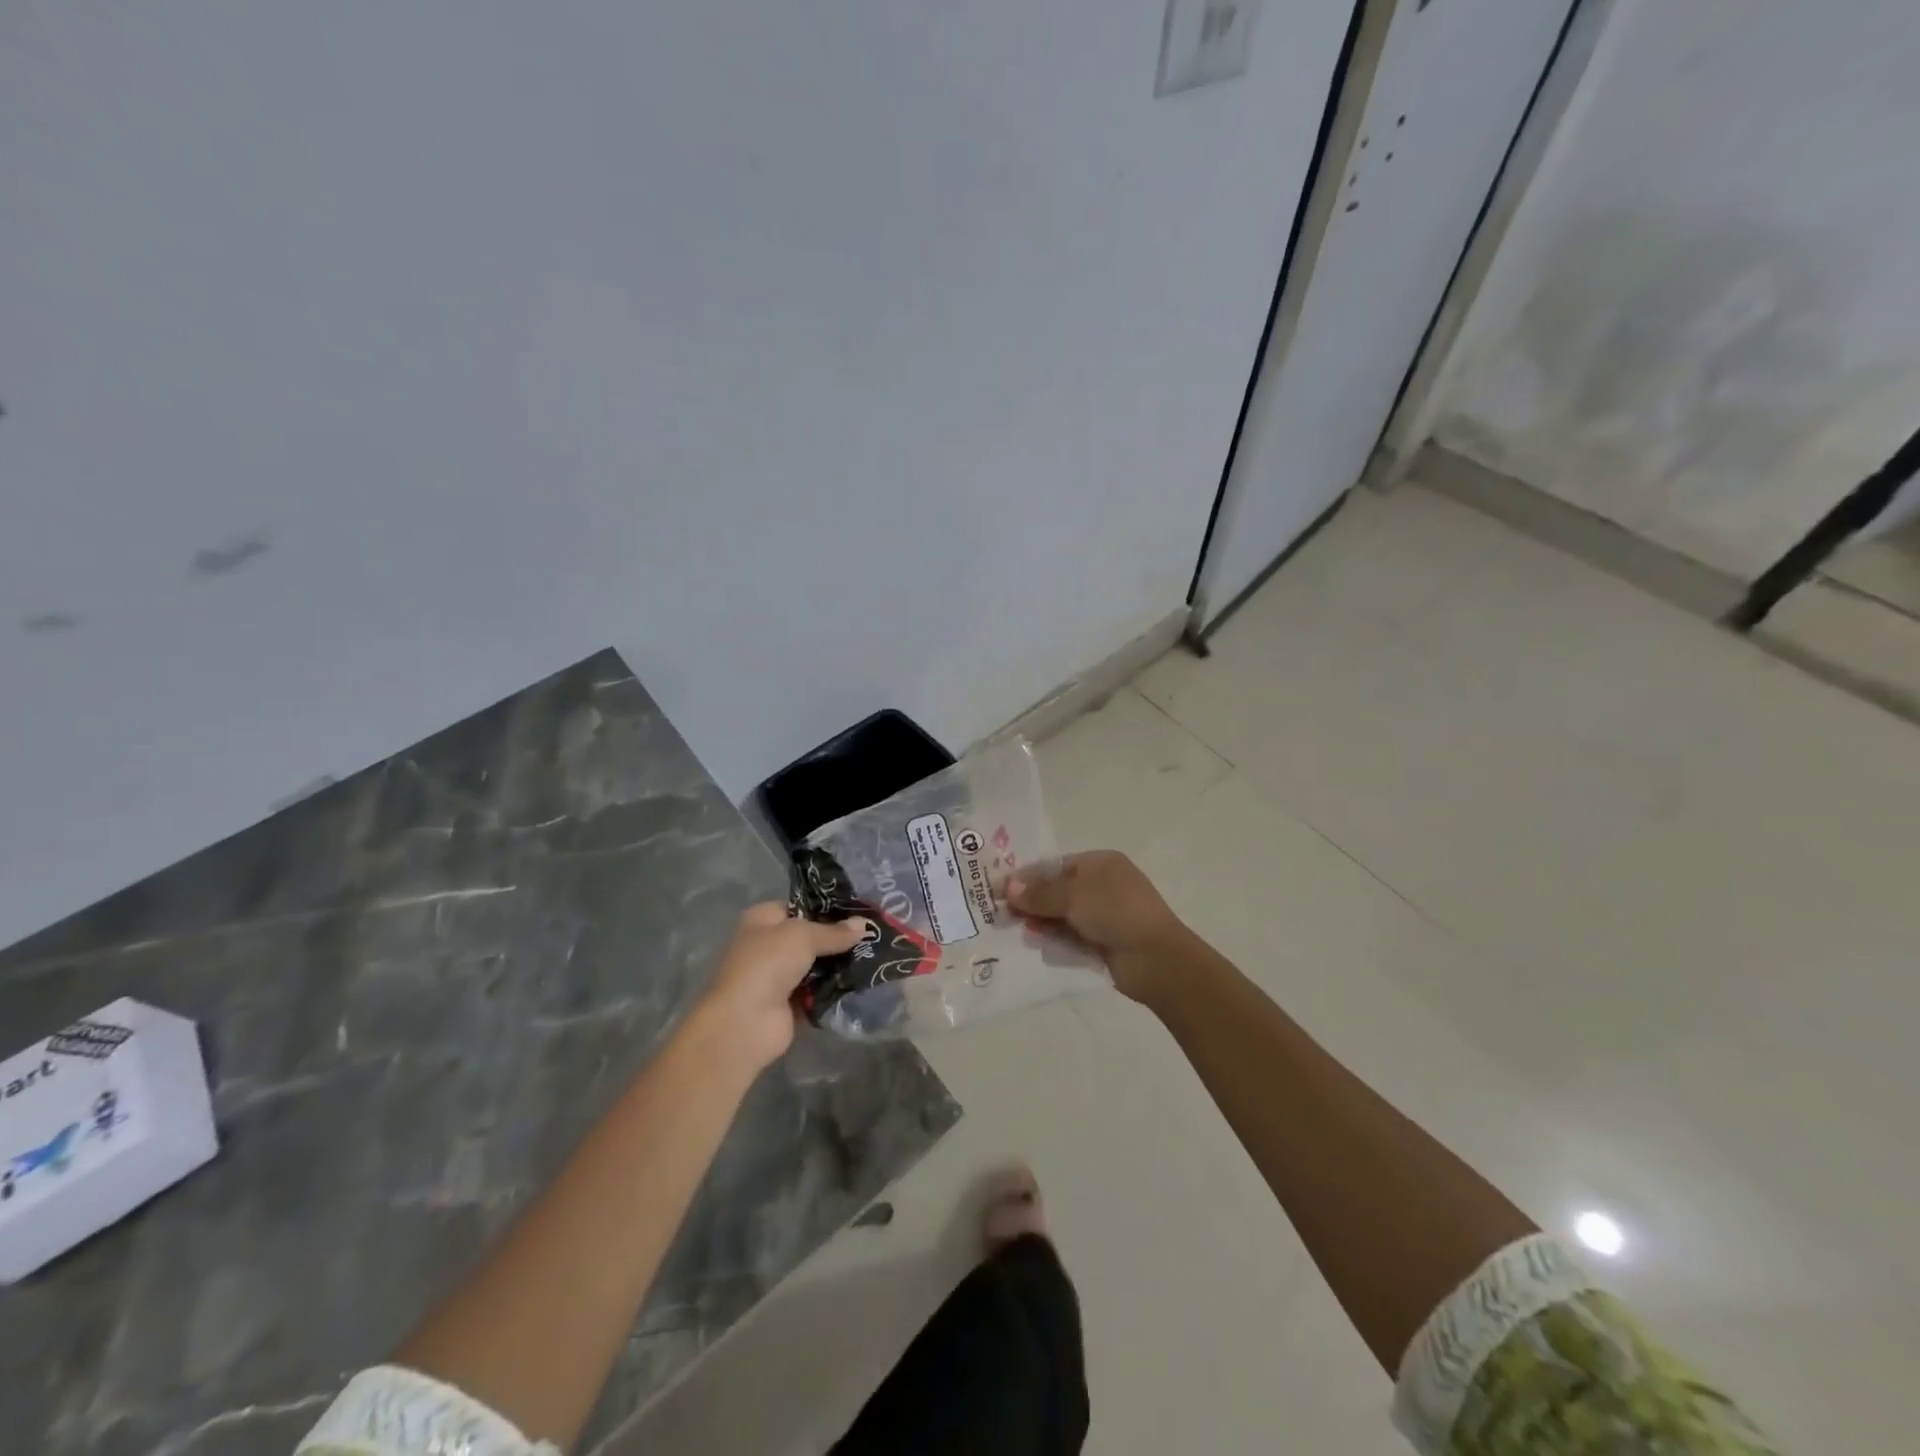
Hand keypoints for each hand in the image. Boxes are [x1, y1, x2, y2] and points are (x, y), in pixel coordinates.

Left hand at [697, 902, 868, 1069]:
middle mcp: (769, 945)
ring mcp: (779, 976)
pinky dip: (836, 988)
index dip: (827, 907)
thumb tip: (865, 924)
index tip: (859, 910)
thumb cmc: (768, 964)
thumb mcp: (803, 936)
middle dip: (839, 937)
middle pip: (811, 937)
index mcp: (762, 920)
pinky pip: (819, 990)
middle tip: (873, 933)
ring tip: (876, 954)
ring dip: (840, 963)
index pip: (799, 907)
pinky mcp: (791, 1004)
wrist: (746, 1022)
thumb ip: (834, 931)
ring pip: (817, 964)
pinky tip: (863, 980)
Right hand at [1006, 851, 1188, 1006]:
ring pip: (1062, 916)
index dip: (1029, 877)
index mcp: (1101, 863)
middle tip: (1004, 915)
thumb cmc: (1115, 913)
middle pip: (1057, 891)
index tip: (1001, 890)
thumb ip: (1039, 893)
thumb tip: (1008, 887)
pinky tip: (1037, 946)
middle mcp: (1102, 886)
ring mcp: (1104, 916)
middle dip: (1032, 903)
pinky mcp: (1103, 942)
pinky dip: (1055, 940)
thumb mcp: (1073, 896)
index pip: (1056, 865)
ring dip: (1041, 923)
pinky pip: (1071, 938)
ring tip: (1020, 933)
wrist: (1155, 959)